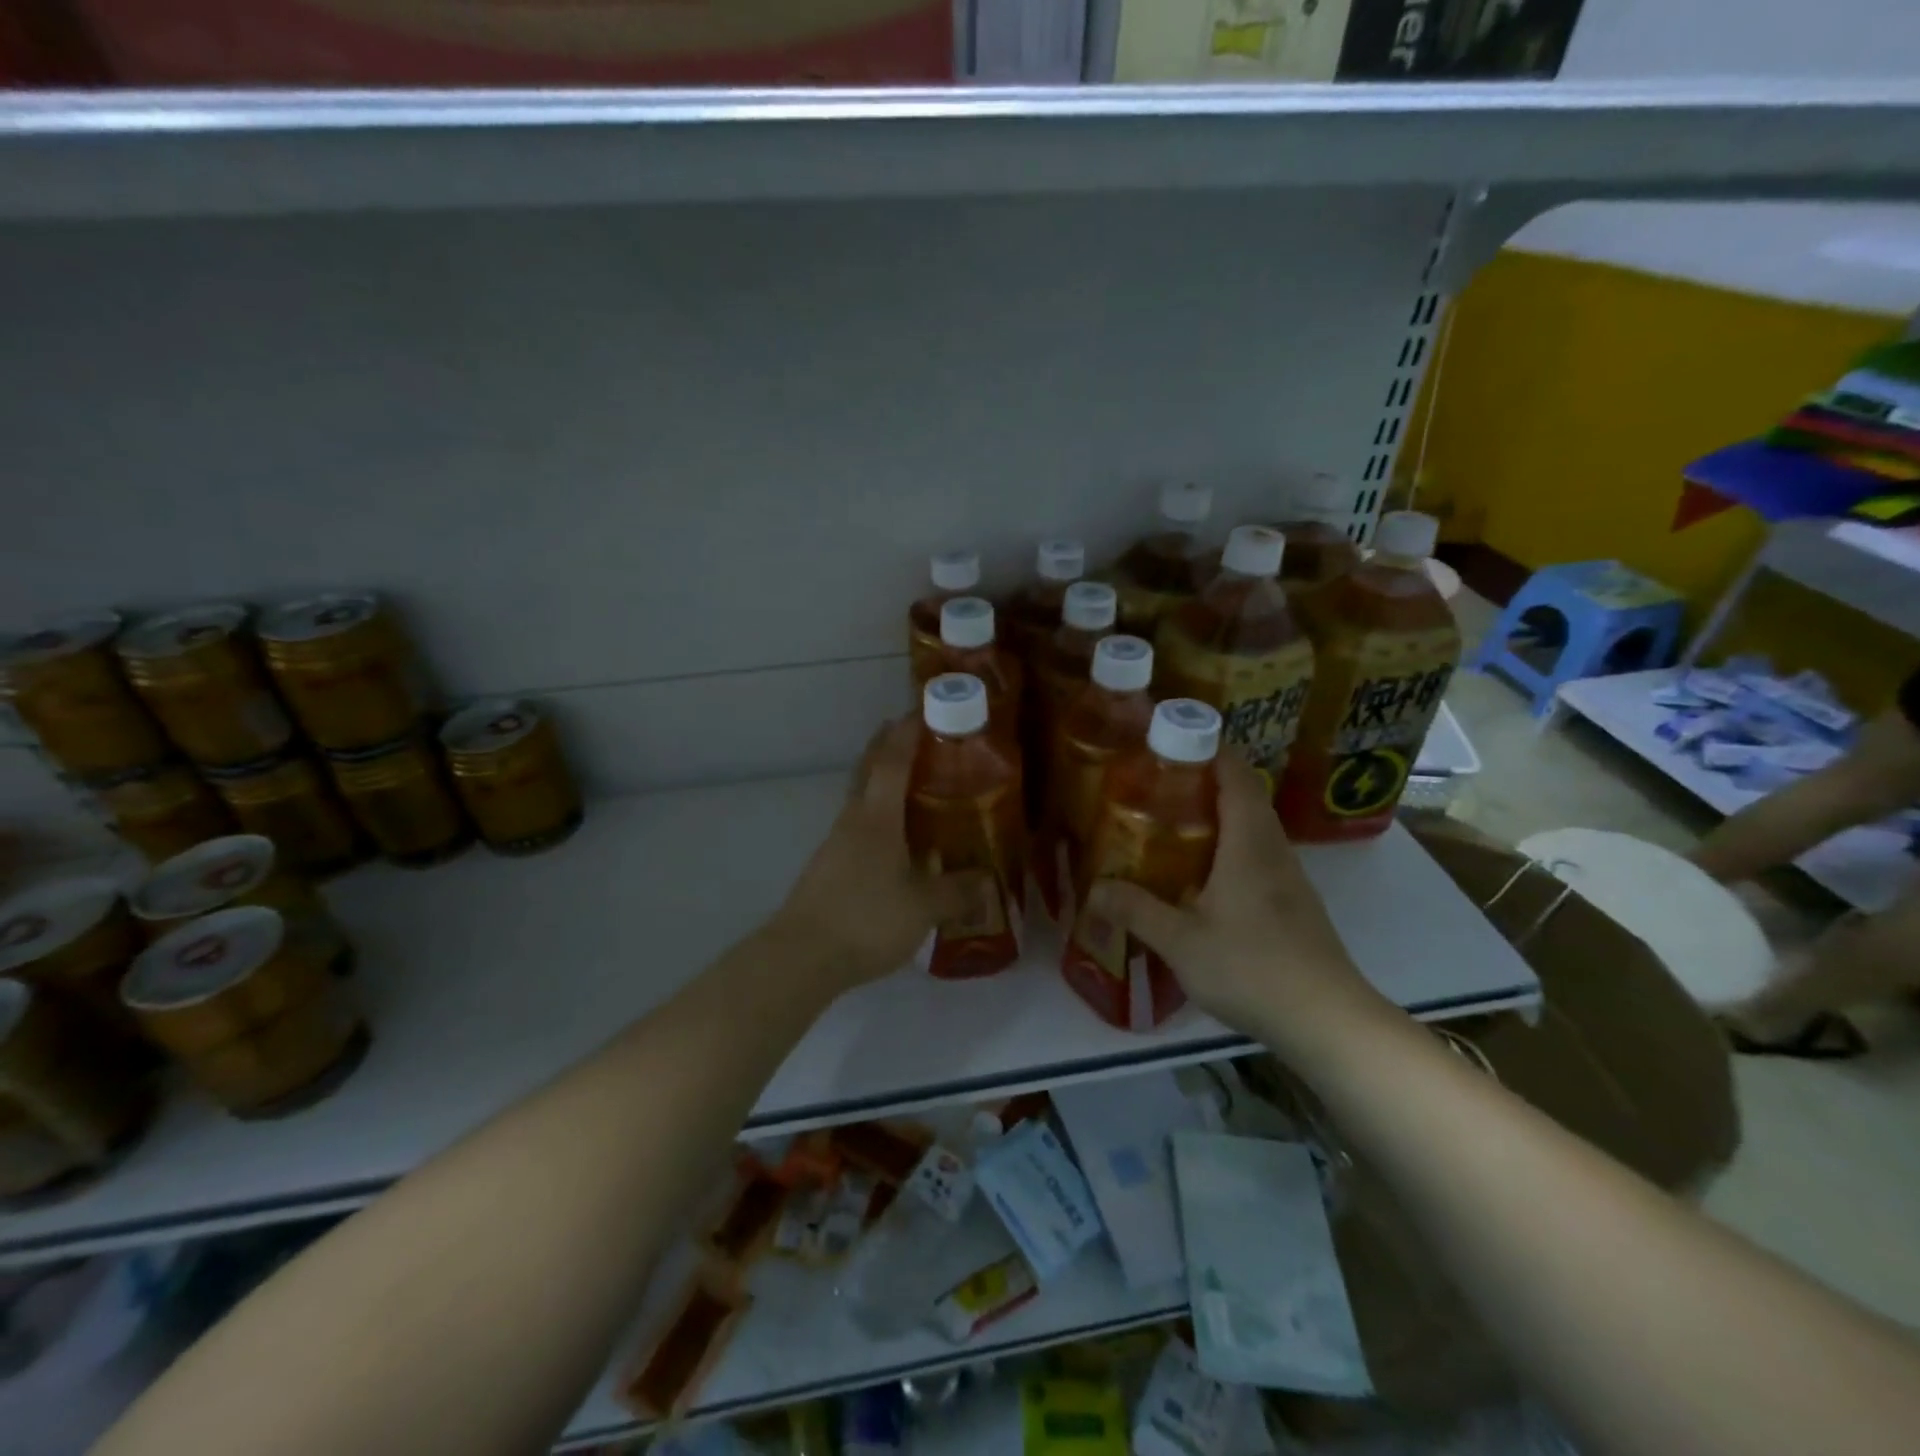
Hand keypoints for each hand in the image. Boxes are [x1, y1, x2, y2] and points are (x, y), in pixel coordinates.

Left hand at [773, 717, 962, 992]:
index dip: (907, 732)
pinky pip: (858, 826)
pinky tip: (896, 840)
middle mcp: (853, 819)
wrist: (803, 956)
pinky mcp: (829, 866)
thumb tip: (989, 882)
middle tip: (916, 736)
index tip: (922, 709)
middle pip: (867, 769)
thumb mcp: (924, 906)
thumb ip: (958, 891)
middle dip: (888, 746)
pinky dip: (878, 816)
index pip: (892, 760)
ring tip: (915, 788)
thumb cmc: (867, 917)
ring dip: (882, 782)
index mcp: (876, 816)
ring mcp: (836, 842)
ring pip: (861, 798)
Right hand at [1085, 751, 1381, 1053]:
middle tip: (1158, 784)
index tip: (1171, 741)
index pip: (1235, 775)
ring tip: (1172, 823)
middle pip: (1245, 795)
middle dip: (1205, 781)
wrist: (1327, 1021)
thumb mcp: (1181, 941)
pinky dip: (1229, 846)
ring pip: (1253, 827)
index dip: (1208, 750)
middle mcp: (1273, 849)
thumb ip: (1137, 910)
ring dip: (1218, 815)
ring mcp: (1289, 877)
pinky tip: (1202, 875)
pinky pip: (1258, 855)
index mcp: (1249, 843)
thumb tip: (1094, 889)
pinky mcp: (1294, 904)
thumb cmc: (1253, 968)